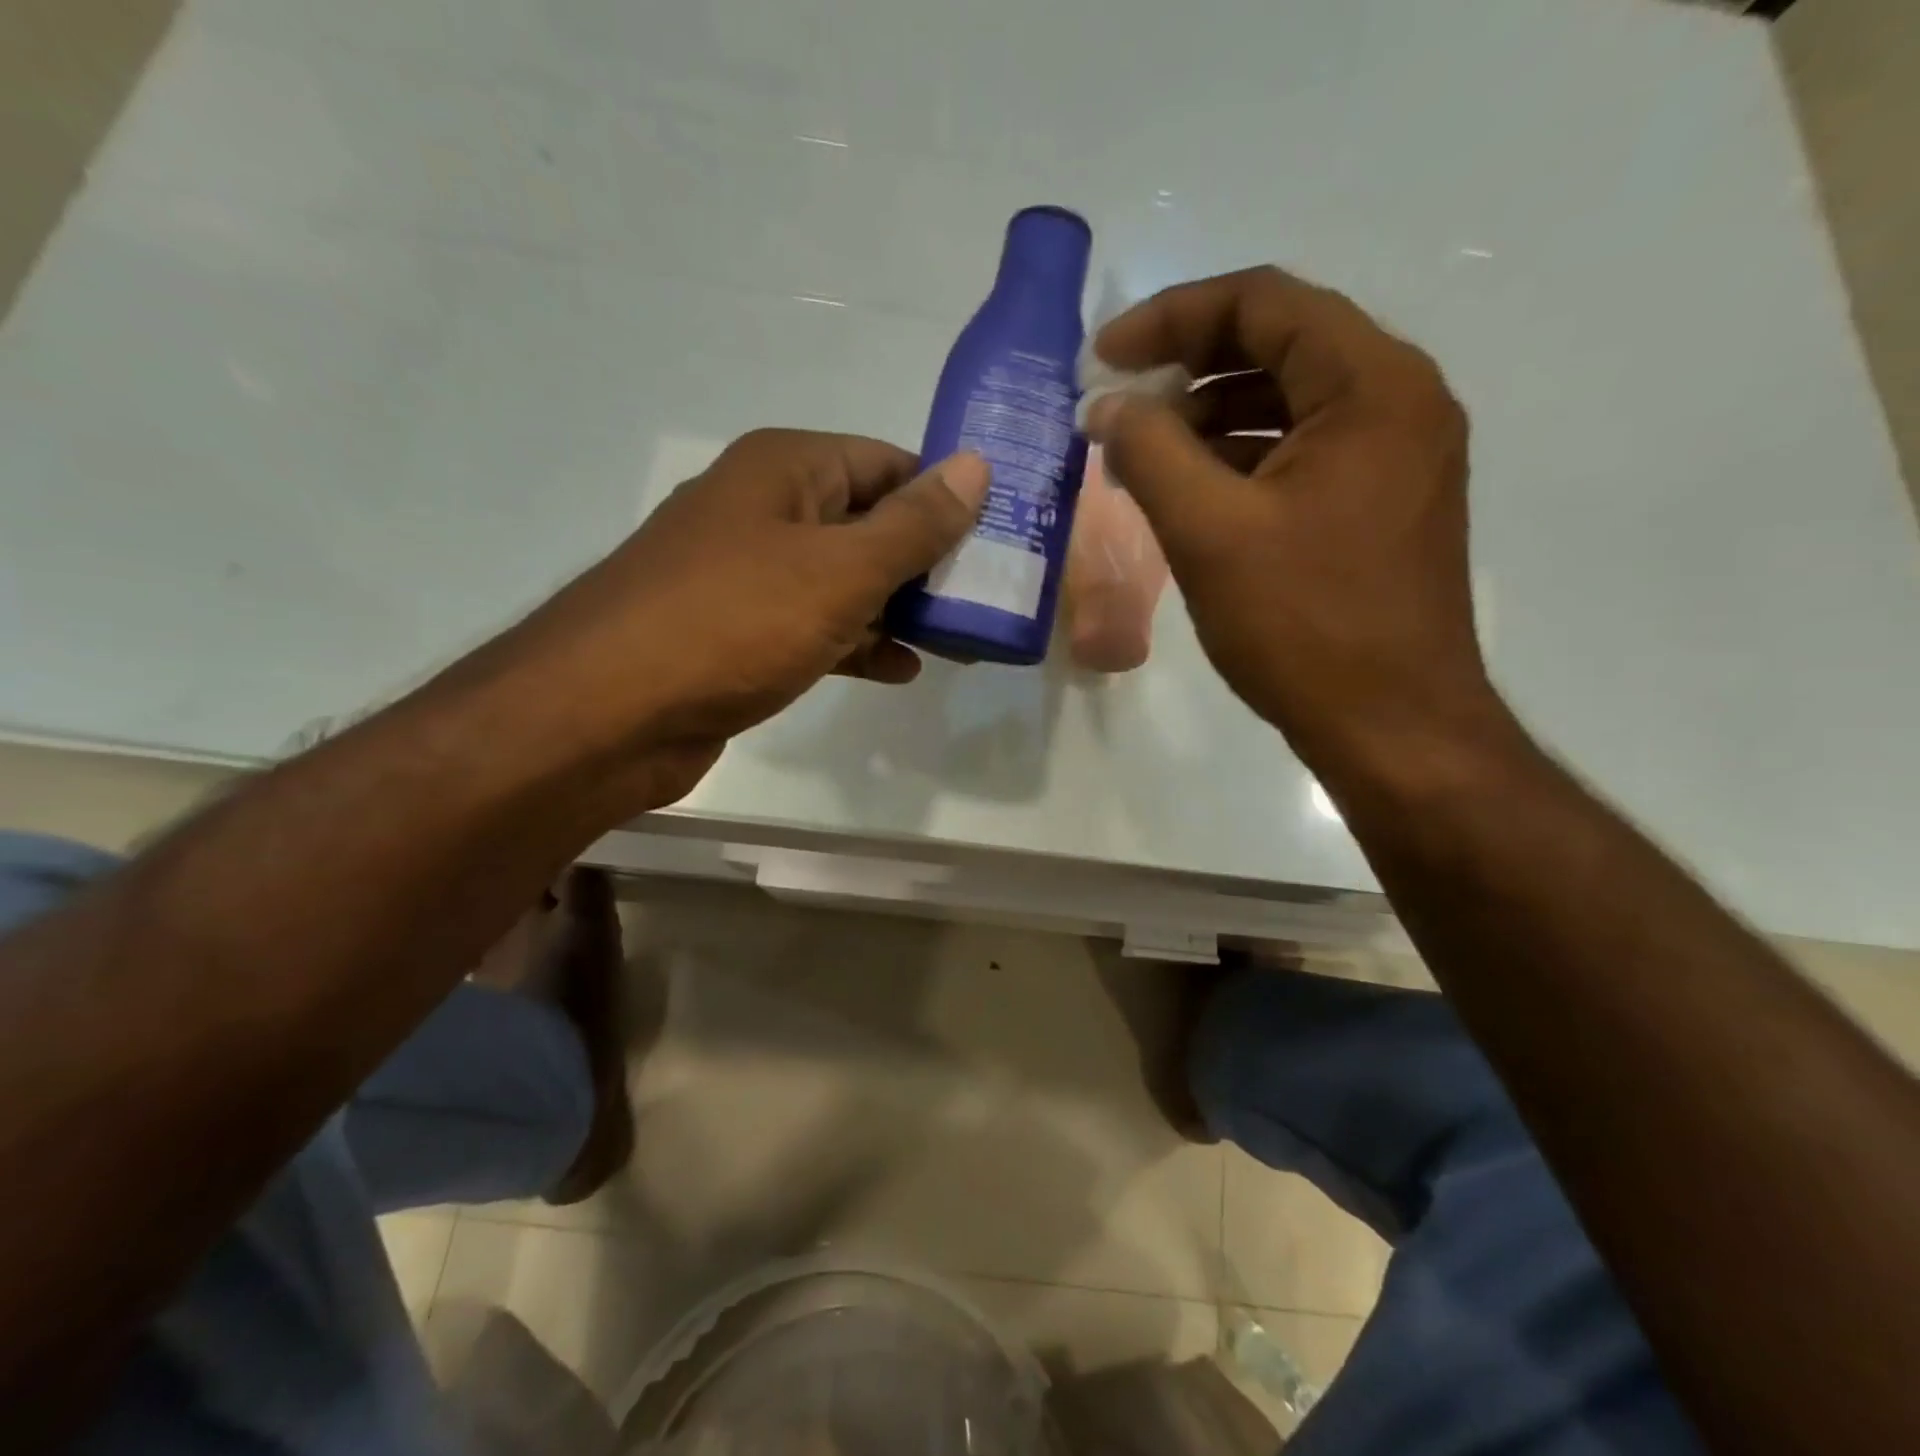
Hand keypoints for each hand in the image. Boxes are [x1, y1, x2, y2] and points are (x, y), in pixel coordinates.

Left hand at [490, 429, 987, 805]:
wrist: (608, 714)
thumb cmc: (734, 622)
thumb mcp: (841, 570)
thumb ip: (913, 525)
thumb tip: (976, 466)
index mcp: (786, 470)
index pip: (888, 463)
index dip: (945, 497)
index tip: (999, 539)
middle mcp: (765, 510)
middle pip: (868, 523)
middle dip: (927, 563)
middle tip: (986, 600)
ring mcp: (748, 575)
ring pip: (844, 581)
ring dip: (898, 609)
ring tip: (959, 642)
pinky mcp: (739, 633)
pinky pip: (815, 626)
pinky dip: (857, 644)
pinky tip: (899, 670)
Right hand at [1084, 267, 1492, 768]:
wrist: (1390, 726)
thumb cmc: (1302, 625)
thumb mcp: (1209, 532)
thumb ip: (1148, 453)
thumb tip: (1103, 407)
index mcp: (1372, 386)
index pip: (1263, 303)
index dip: (1171, 318)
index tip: (1102, 358)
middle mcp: (1398, 402)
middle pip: (1279, 345)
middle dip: (1186, 367)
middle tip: (1117, 404)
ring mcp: (1396, 456)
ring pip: (1288, 403)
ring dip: (1208, 416)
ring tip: (1141, 453)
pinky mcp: (1381, 504)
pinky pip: (1301, 453)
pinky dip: (1240, 458)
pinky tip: (1189, 492)